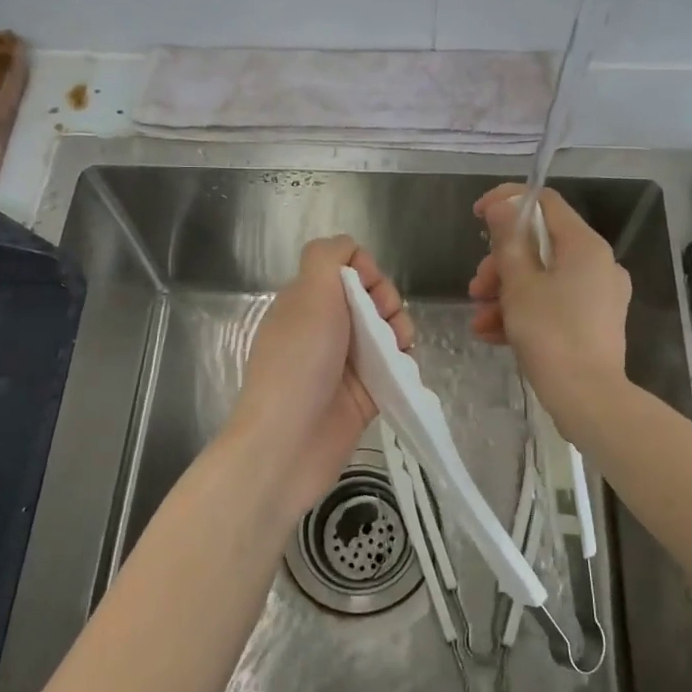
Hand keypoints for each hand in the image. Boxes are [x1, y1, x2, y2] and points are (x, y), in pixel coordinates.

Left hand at [231, 236, 413, 517]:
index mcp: (306, 301)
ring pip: (386, 333)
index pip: (346, 268)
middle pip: (371, 299)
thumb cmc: (298, 363)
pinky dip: (403, 365)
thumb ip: (328, 257)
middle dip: (388, 303)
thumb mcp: (309, 293)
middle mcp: (324, 328)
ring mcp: (344, 364)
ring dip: (401, 333)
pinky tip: (404, 371)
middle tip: (386, 322)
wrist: (287, 444)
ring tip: (401, 350)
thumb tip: (348, 248)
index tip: (370, 290)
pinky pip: (393, 369)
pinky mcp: (363, 396)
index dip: (366, 272)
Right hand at [468, 185, 630, 423]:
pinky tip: (493, 335)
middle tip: (476, 287)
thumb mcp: (519, 284)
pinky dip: (525, 312)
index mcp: (585, 246)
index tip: (477, 216)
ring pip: (544, 278)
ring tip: (479, 319)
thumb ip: (508, 240)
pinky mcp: (594, 323)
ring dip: (506, 293)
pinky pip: (554, 304)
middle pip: (541, 245)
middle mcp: (598, 264)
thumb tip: (502, 204)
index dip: (508, 202)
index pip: (546, 203)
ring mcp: (599, 295)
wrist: (588, 399)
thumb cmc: (551, 334)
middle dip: (501, 263)